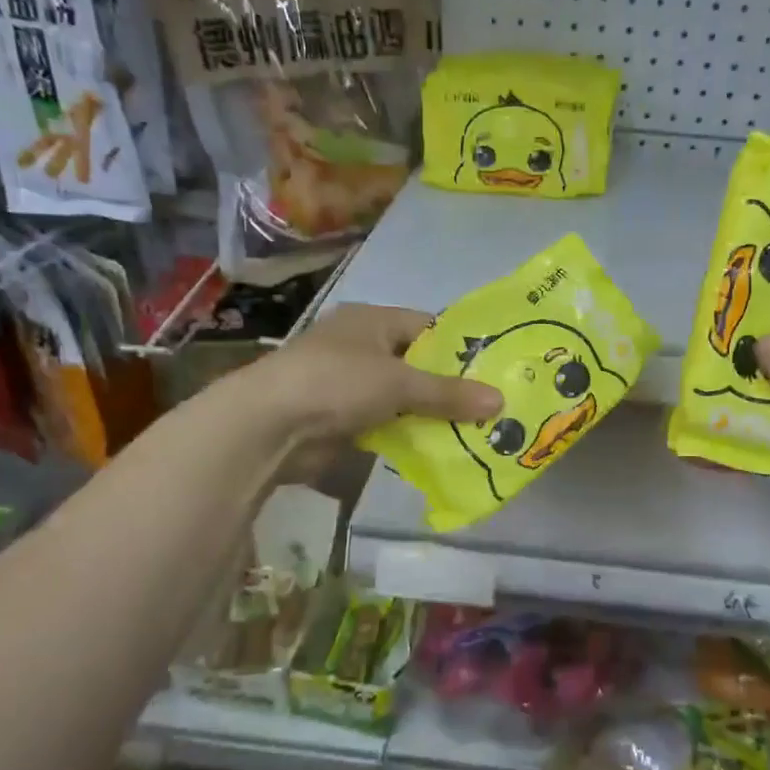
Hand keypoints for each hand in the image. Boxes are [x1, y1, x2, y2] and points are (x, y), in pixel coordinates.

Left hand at [242, 303, 502, 439]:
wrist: (269, 426)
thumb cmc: (337, 383)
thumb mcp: (400, 383)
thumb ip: (449, 393)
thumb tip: (500, 400)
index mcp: (373, 321)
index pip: (429, 327)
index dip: (462, 347)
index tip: (495, 370)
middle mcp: (362, 346)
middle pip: (418, 364)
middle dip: (450, 387)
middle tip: (492, 407)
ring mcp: (349, 383)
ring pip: (403, 397)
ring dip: (430, 414)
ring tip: (475, 431)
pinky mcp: (342, 418)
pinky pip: (386, 422)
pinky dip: (407, 434)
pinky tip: (437, 449)